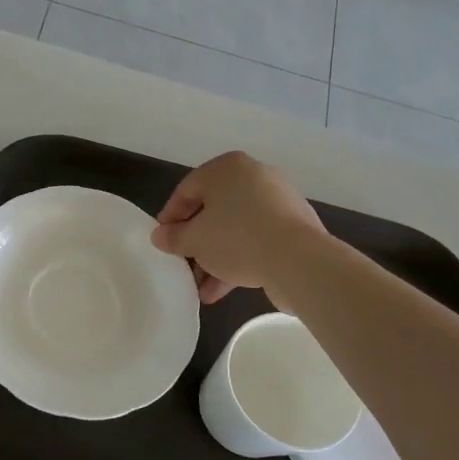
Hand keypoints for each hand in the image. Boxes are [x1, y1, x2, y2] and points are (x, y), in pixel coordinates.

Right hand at [150, 151, 324, 304]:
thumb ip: (173, 237)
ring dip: (214, 257)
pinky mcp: (293, 228)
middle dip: (195, 242)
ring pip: (234, 228)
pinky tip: (220, 290)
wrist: (299, 261)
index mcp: (227, 168)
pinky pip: (256, 240)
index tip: (161, 241)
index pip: (187, 190)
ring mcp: (277, 202)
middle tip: (182, 263)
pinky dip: (237, 260)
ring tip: (199, 287)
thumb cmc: (236, 238)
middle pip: (213, 210)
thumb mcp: (194, 240)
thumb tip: (160, 236)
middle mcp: (254, 177)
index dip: (170, 217)